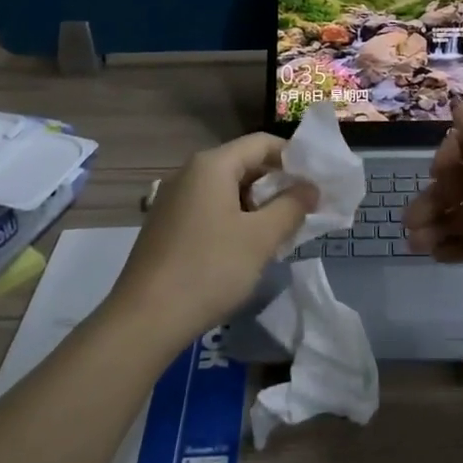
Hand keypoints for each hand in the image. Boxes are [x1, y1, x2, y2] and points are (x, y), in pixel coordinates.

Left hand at [110, 132, 312, 342]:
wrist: (145, 320)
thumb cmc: (209, 269)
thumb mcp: (261, 238)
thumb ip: (291, 207)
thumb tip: (310, 188)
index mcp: (212, 165)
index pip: (262, 143)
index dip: (294, 158)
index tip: (318, 182)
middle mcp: (190, 173)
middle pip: (244, 164)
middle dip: (278, 185)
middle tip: (305, 210)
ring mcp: (174, 200)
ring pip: (228, 189)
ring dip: (258, 205)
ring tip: (282, 232)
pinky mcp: (168, 226)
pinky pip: (210, 209)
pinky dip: (235, 219)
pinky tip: (248, 248)